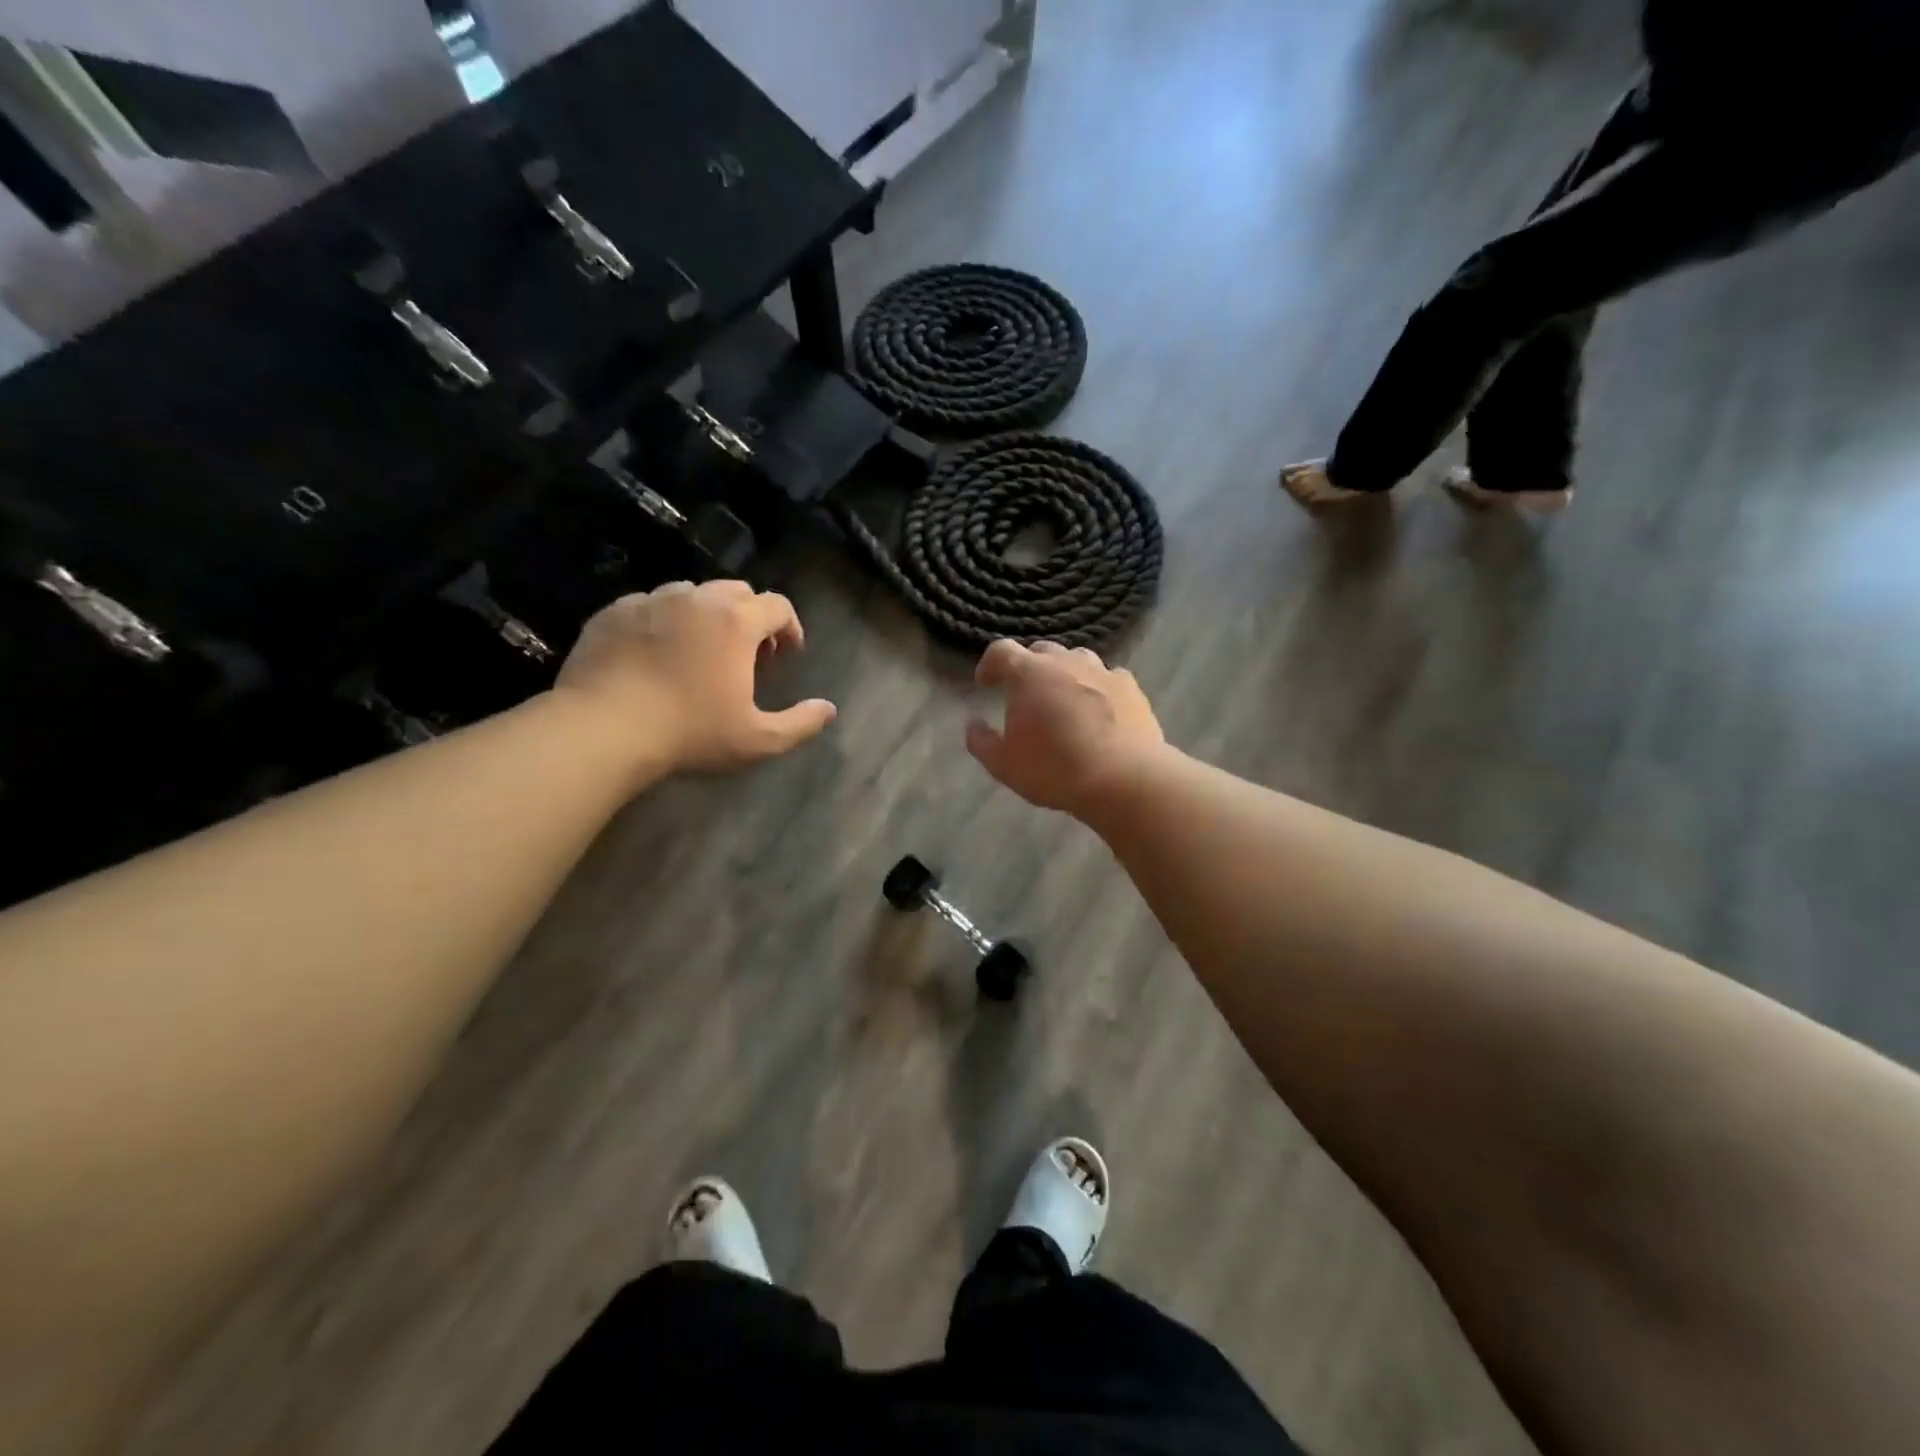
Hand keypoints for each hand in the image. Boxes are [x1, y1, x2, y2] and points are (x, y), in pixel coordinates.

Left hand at [556, 581, 835, 774]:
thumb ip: (799, 724)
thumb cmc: (690, 733)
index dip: (790, 626)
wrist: (602, 729)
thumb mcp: (756, 740)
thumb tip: (829, 710)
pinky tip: (656, 653)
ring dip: (706, 615)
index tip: (788, 653)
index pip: (777, 605)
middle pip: (736, 591)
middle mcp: (696, 599)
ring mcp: (650, 601)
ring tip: (700, 650)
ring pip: (690, 594)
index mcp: (736, 622)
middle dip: (750, 616)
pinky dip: (664, 621)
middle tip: (747, 652)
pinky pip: (649, 605)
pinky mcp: (613, 613)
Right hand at [966, 640, 1163, 815]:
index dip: (989, 664)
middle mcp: (1064, 662)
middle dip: (1028, 667)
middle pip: (1041, 651)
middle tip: (1024, 693)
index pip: (1000, 651)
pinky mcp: (1131, 687)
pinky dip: (1097, 687)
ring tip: (1062, 698)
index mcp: (1028, 673)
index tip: (985, 683)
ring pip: (1077, 659)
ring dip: (1064, 673)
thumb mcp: (1003, 765)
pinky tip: (1099, 708)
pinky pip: (1108, 678)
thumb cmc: (1054, 769)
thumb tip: (972, 723)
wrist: (1123, 778)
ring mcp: (1102, 671)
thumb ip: (981, 741)